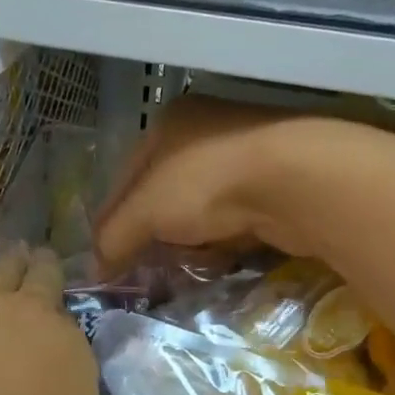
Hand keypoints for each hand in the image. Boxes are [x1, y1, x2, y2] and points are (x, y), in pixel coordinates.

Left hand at [0, 188, 100, 394]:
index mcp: (69, 363)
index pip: (63, 333)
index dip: (52, 329)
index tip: (43, 333)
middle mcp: (34, 320)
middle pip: (36, 287)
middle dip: (36, 279)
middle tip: (34, 272)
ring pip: (0, 264)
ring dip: (7, 256)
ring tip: (10, 246)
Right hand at [93, 97, 350, 269]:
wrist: (298, 180)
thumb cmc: (207, 182)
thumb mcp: (144, 211)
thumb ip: (114, 237)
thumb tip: (96, 269)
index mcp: (168, 123)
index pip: (126, 178)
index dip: (112, 221)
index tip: (106, 260)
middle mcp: (205, 131)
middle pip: (164, 195)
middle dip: (153, 235)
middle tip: (144, 270)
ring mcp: (244, 156)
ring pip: (200, 210)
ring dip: (189, 241)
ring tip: (182, 268)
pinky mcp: (275, 185)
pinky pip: (234, 220)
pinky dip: (222, 242)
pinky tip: (219, 259)